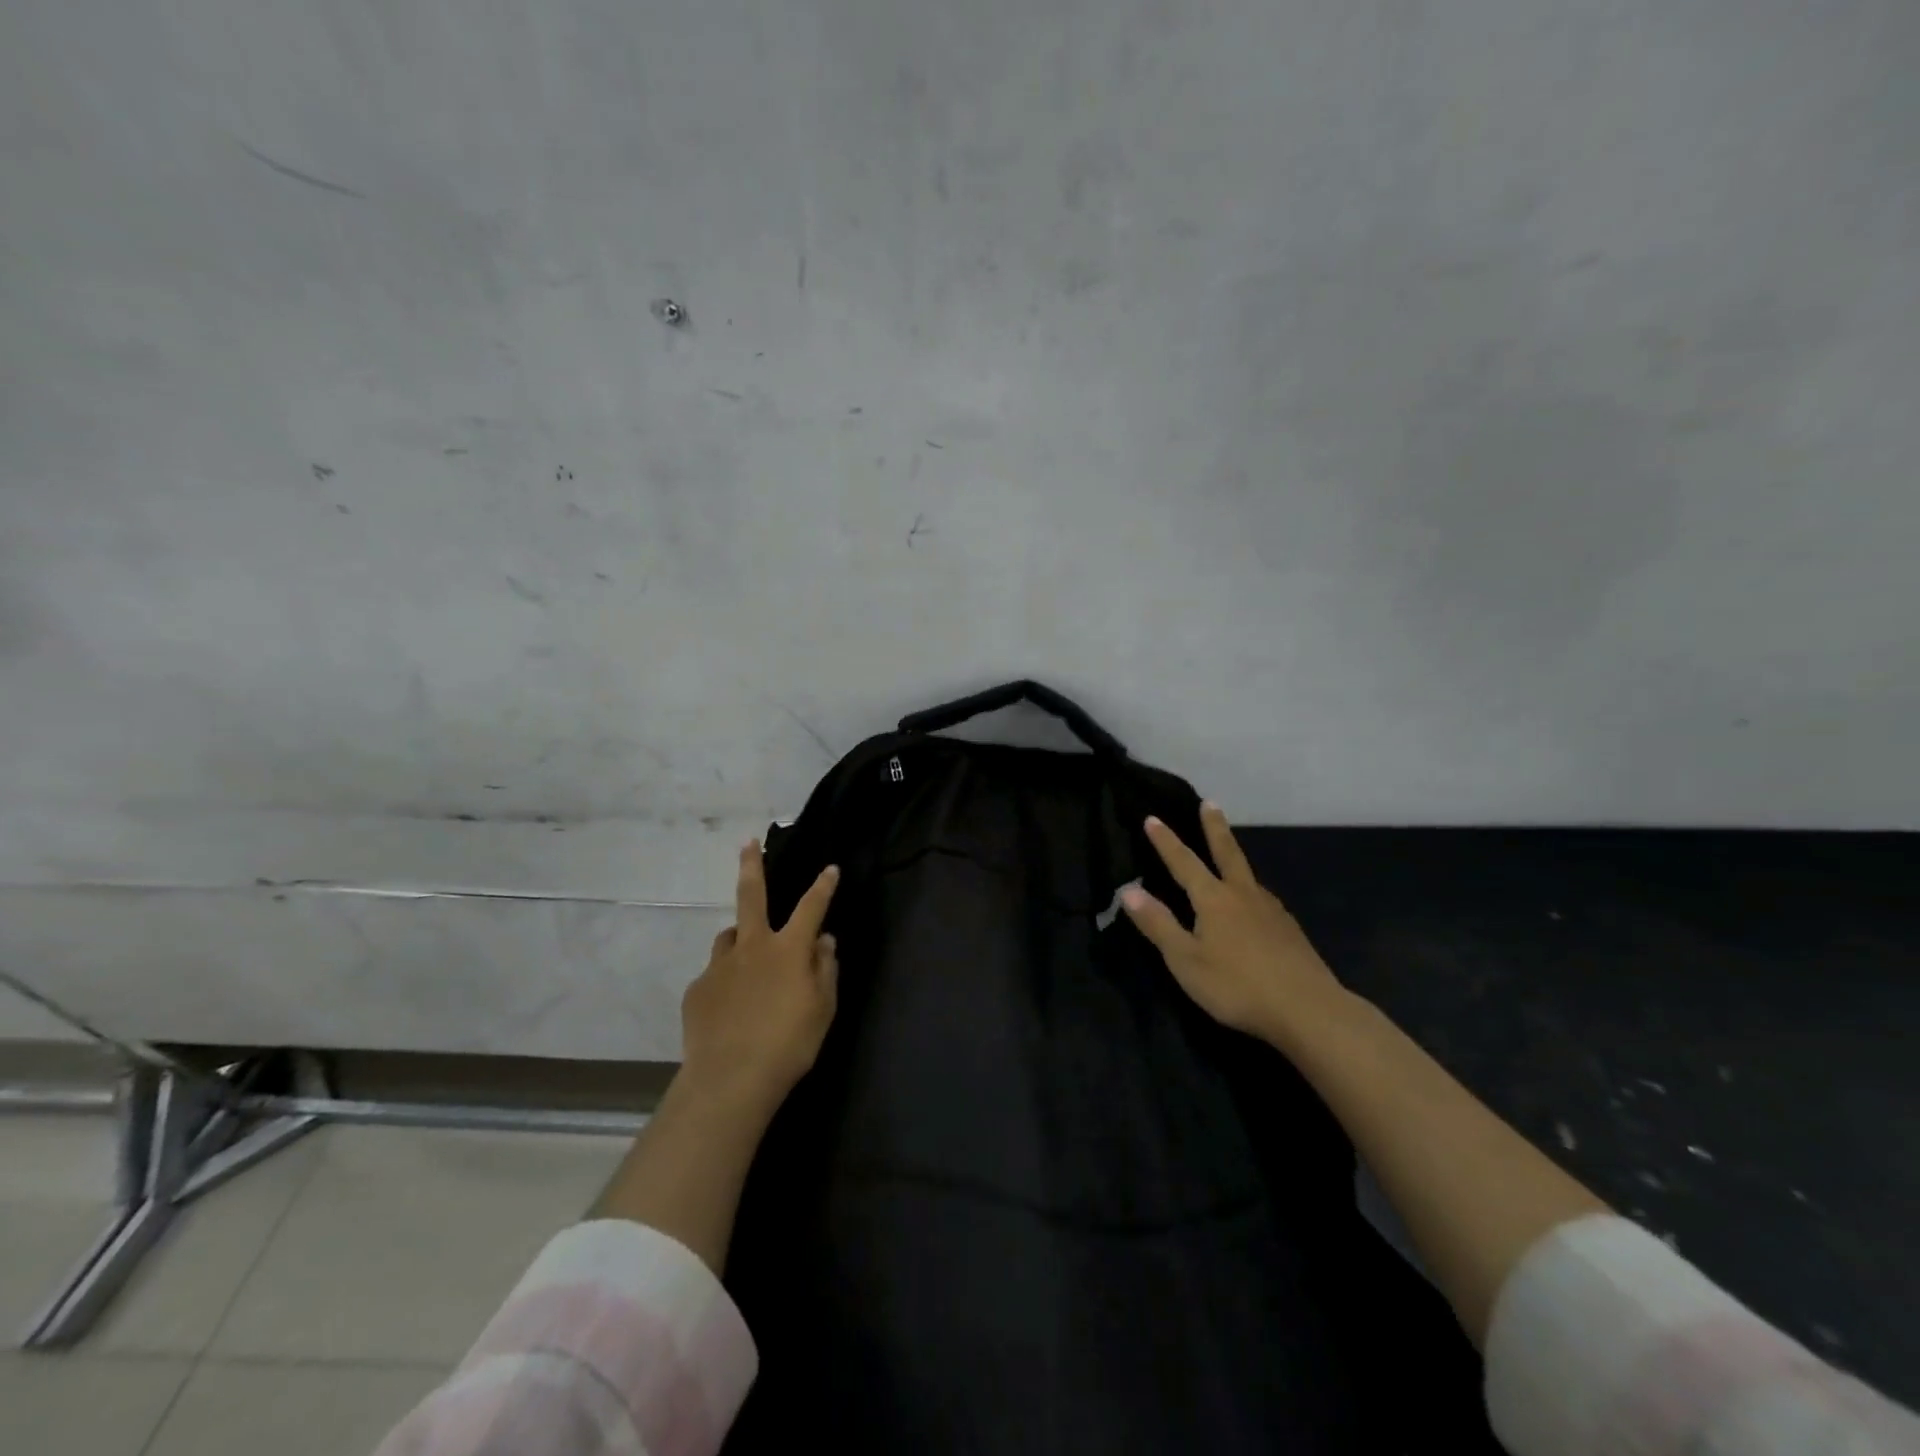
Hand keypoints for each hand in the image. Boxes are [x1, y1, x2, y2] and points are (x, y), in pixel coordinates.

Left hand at [678, 840, 840, 1115]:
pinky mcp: (697, 989)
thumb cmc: (789, 1044)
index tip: (830, 868)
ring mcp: (720, 966)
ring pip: (729, 937)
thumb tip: (825, 941)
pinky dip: (726, 980)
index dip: (823, 886)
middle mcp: (752, 946)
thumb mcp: (822, 1008)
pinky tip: (730, 1006)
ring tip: (747, 957)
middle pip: (751, 895)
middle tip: (748, 844)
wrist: (730, 1080)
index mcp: (788, 949)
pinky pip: (715, 975)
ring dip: (740, 937)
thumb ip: (825, 969)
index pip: (811, 907)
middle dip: (752, 865)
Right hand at [1122, 803, 1347, 1045]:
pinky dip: (1251, 890)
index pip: (1184, 862)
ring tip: (1229, 855)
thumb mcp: (1185, 959)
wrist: (1308, 1009)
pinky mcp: (1289, 930)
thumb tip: (1128, 890)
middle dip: (1214, 827)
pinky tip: (1254, 904)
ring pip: (1248, 876)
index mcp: (1213, 899)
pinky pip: (1263, 899)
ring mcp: (1271, 911)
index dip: (1166, 841)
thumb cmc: (1237, 985)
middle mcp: (1243, 895)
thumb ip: (1158, 924)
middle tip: (1210, 803)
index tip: (1152, 818)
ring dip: (1235, 858)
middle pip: (1227, 853)